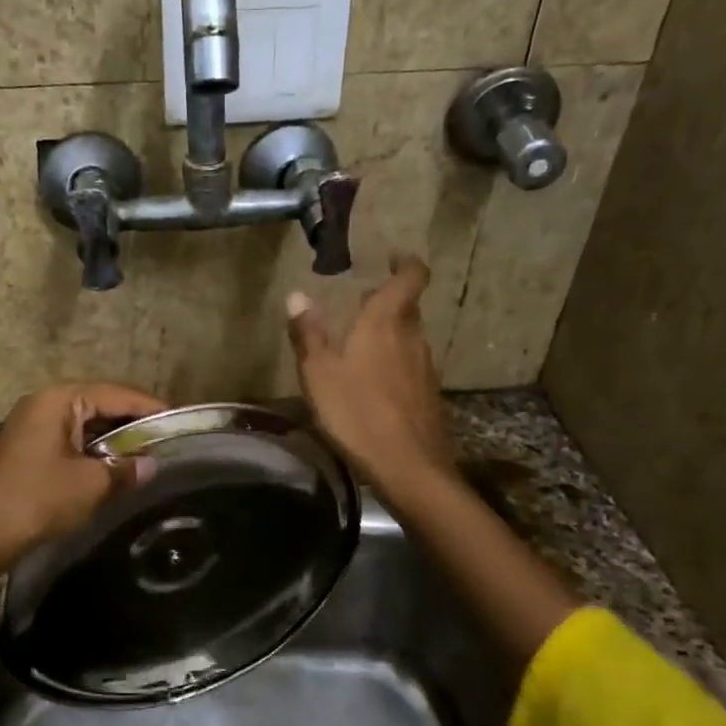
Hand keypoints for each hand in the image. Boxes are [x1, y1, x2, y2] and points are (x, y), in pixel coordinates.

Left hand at [0, 381, 165, 571]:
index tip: (180, 420)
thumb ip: (125, 470)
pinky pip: (70, 441)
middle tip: (167, 440)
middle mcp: (44, 403)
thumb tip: (151, 465)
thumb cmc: (36, 499)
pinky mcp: (26, 450)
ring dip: (113, 440)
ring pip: (85, 425)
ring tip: (147, 454)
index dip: (150, 407)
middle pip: (100, 404)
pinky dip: (93, 452)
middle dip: (133, 423)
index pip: (117, 393)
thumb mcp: (90, 485)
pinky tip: (112, 469)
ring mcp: (31, 426)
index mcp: (59, 399)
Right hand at [287, 255, 456, 496]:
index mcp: (386, 323)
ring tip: (359, 343)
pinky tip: (373, 383)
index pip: (411, 277)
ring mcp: (425, 367)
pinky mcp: (428, 394)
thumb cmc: (358, 413)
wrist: (409, 467)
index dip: (405, 263)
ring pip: (409, 336)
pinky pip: (410, 364)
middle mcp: (413, 337)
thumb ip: (308, 334)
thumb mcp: (319, 374)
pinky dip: (393, 360)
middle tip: (360, 303)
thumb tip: (297, 296)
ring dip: (389, 332)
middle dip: (386, 300)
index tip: (390, 258)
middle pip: (407, 307)